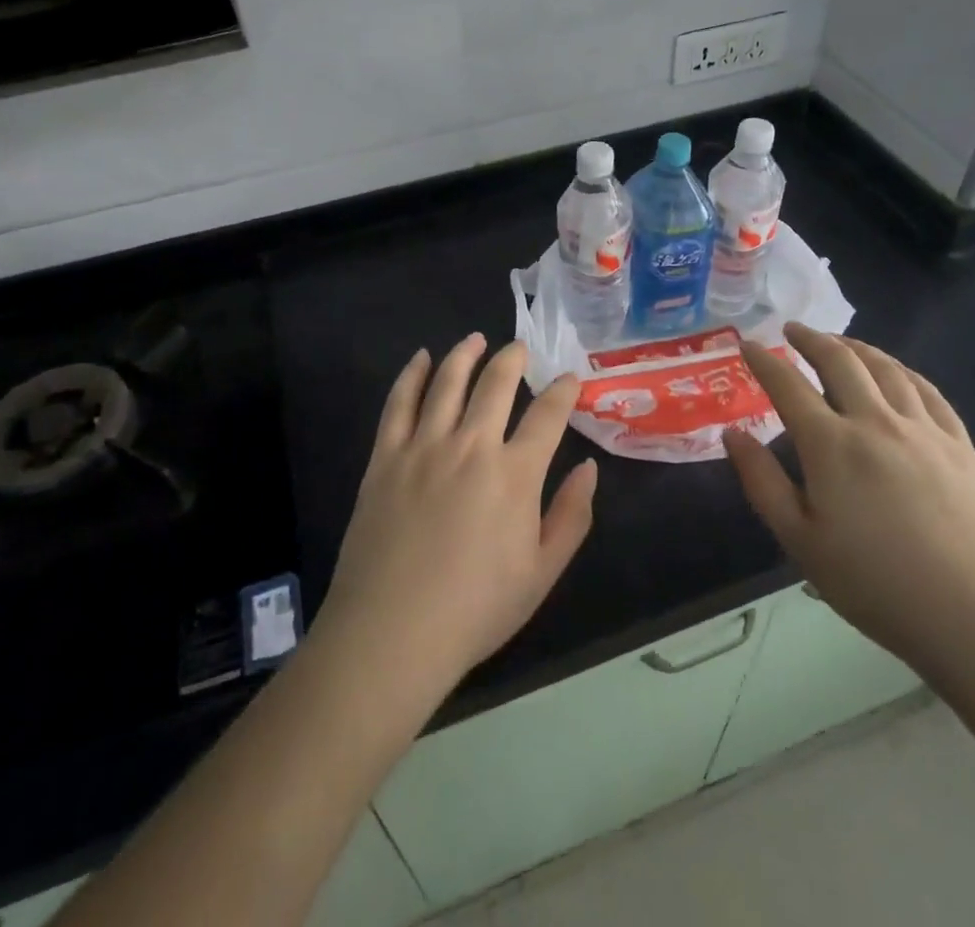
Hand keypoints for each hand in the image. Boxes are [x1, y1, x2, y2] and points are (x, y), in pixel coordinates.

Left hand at [312, 335, 596, 703]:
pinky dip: (412, 375)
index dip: (563, 390)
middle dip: (513, 359)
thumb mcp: (542, 573)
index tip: (570, 378)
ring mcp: (424, 446)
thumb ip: (572, 516)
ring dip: (465, 354)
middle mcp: (471, 446)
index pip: (547, 415)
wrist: (391, 633)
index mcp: (515, 474)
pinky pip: (400, 402)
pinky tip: (421, 359)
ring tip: (476, 340)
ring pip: (448, 381)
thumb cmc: (475, 610)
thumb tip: (588, 467)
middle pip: (496, 383)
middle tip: (520, 347)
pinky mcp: (386, 456)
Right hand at [723, 323, 974, 682]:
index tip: (745, 344)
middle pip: (839, 361)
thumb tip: (732, 434)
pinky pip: (927, 391)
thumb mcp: (801, 542)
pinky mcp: (960, 445)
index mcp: (831, 445)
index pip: (788, 385)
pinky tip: (896, 372)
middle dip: (810, 339)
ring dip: (856, 347)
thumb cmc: (878, 586)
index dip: (763, 361)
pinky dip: (902, 370)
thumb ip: (762, 482)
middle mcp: (876, 422)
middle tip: (791, 331)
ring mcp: (923, 430)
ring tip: (839, 342)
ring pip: (885, 368)